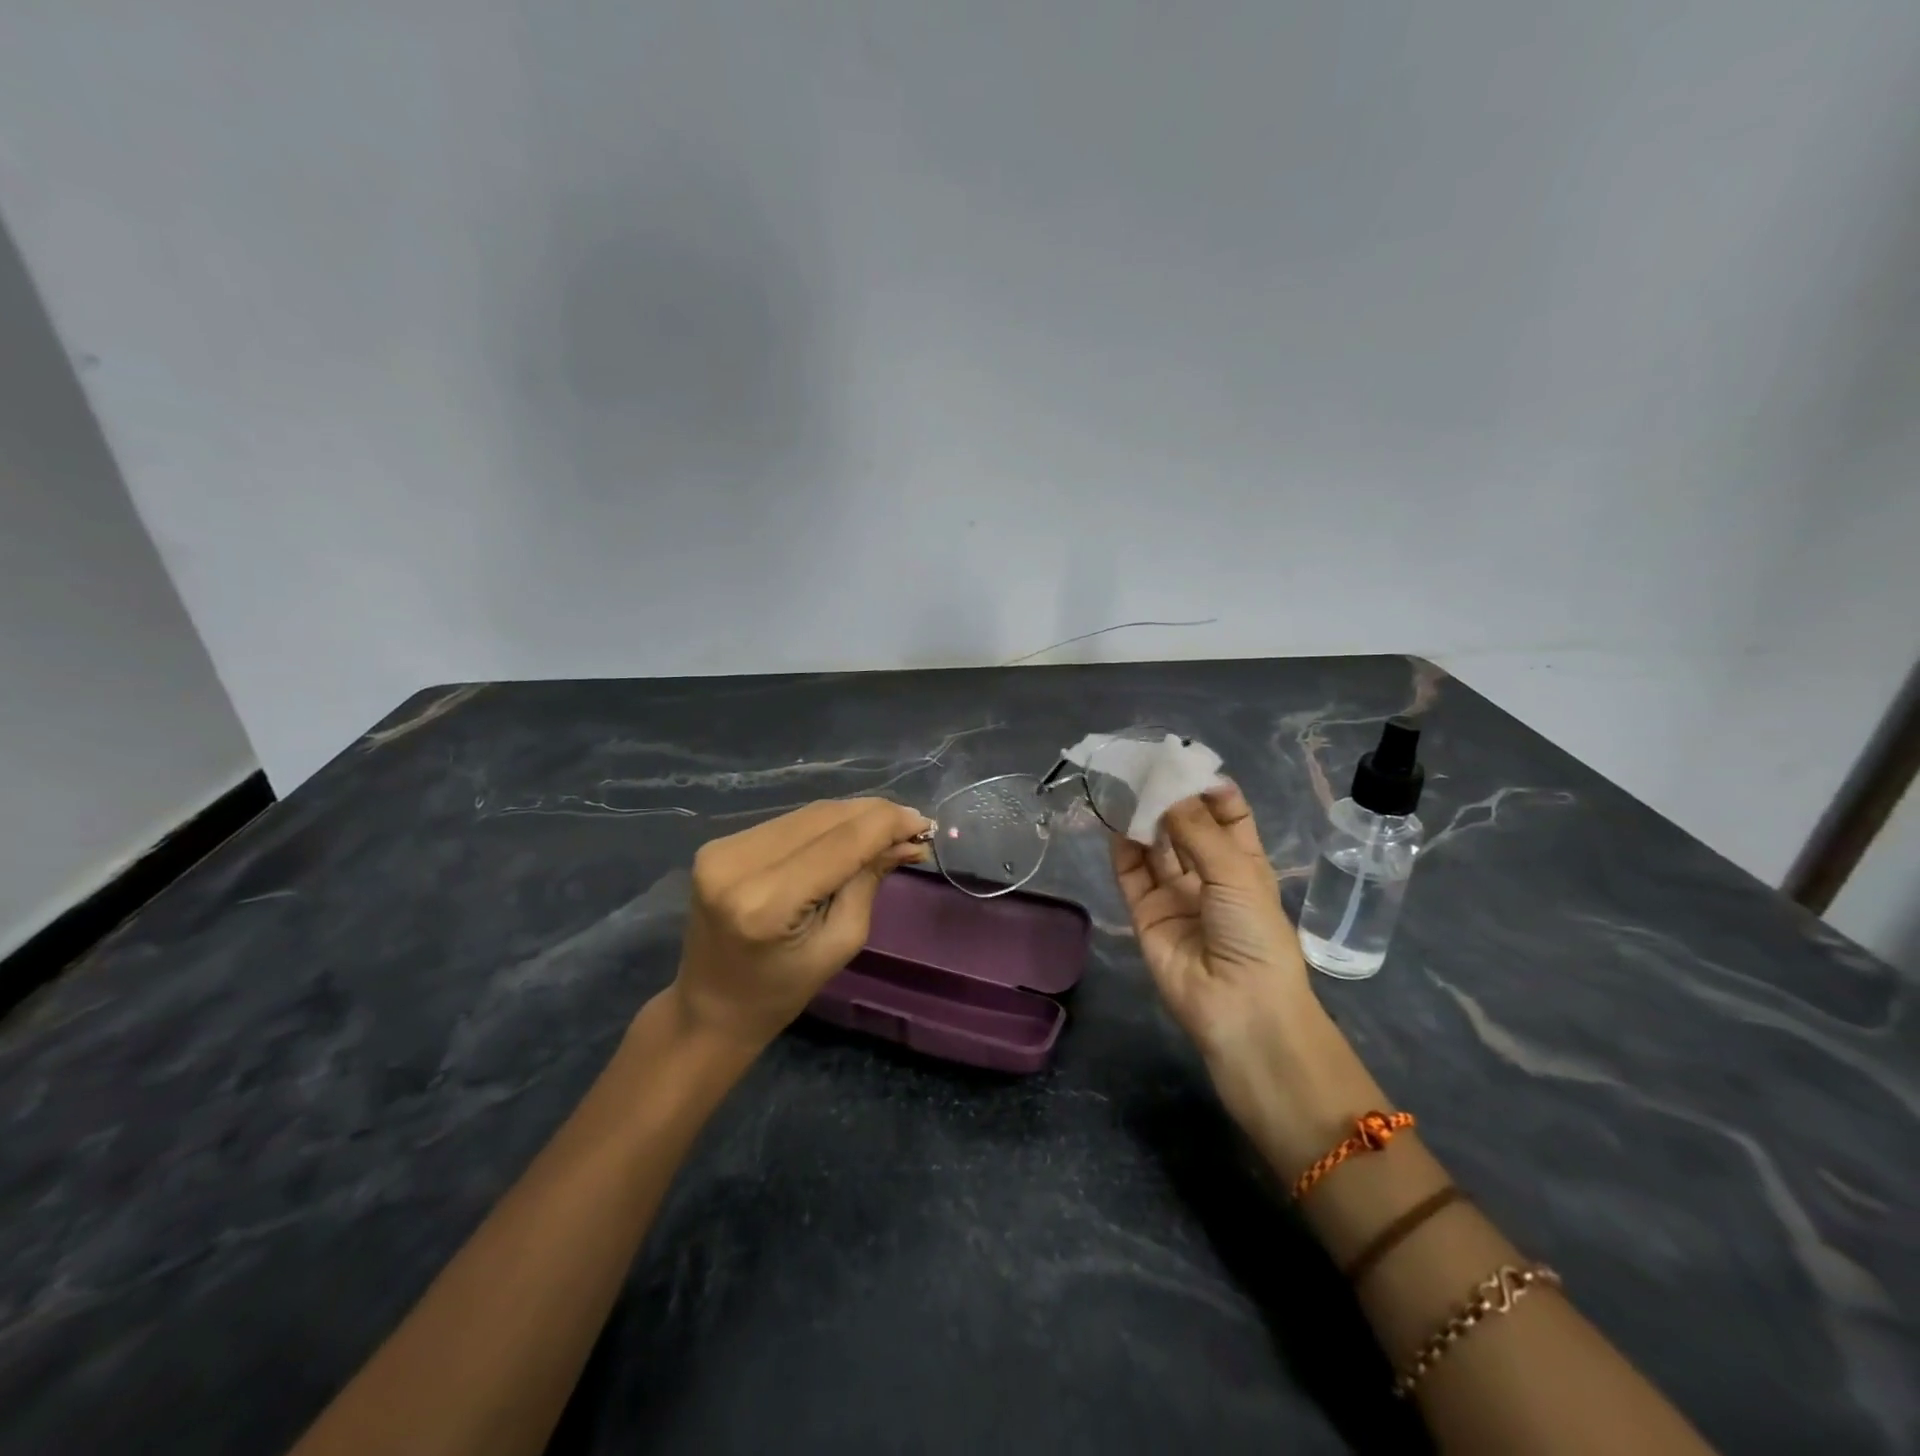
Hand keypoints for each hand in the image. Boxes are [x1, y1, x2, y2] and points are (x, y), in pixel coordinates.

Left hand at [671, 798, 933, 1051]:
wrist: (709, 1007)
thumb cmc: (782, 991)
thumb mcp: (839, 944)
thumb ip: (868, 883)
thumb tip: (906, 841)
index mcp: (766, 902)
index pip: (840, 842)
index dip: (886, 824)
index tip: (924, 823)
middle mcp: (738, 864)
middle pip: (823, 817)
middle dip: (874, 816)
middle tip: (913, 826)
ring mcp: (723, 849)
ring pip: (807, 814)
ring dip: (852, 816)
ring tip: (886, 830)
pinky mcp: (719, 844)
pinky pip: (788, 823)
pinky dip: (824, 824)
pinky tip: (848, 835)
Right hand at [1113, 786, 1355, 1158]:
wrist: (1239, 1009)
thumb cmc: (1253, 934)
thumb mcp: (1235, 872)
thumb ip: (1196, 829)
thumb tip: (1167, 789)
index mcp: (1244, 863)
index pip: (1227, 814)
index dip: (1209, 788)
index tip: (1184, 761)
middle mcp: (1208, 875)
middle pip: (1186, 827)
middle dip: (1170, 798)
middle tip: (1145, 766)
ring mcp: (1175, 895)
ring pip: (1155, 847)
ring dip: (1143, 818)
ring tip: (1125, 785)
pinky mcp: (1146, 913)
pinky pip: (1131, 874)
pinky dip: (1122, 848)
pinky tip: (1116, 821)